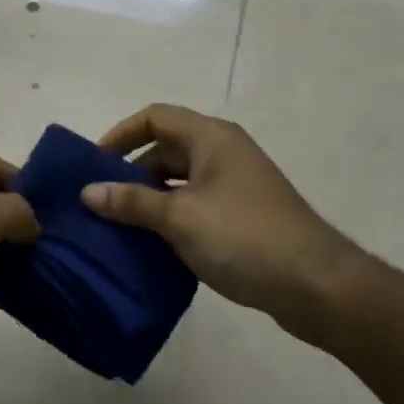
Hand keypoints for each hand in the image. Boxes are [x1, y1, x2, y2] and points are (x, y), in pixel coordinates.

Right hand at [81, 103, 364, 343]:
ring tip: (117, 227)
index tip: (94, 164)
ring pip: (178, 182)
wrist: (316, 286)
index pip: (156, 117)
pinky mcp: (241, 217)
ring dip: (148, 200)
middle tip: (100, 202)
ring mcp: (234, 187)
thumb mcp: (179, 218)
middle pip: (165, 150)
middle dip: (130, 172)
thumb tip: (87, 192)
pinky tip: (149, 246)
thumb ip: (131, 203)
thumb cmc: (244, 237)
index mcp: (211, 139)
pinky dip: (169, 219)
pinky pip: (193, 207)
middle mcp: (223, 154)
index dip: (121, 134)